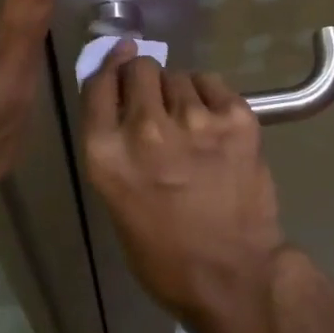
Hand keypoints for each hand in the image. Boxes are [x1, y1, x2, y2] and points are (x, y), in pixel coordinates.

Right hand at [80, 43, 287, 332]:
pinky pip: (212, 82)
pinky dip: (210, 96)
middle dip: (145, 79)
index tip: (120, 58)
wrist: (235, 274)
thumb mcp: (117, 200)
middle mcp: (146, 129)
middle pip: (139, 69)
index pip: (98, 84)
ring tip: (191, 124)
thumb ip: (114, 146)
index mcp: (107, 154)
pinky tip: (214, 123)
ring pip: (178, 75)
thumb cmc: (166, 253)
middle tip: (158, 102)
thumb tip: (121, 99)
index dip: (110, 67)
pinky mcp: (234, 116)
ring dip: (180, 92)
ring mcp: (194, 119)